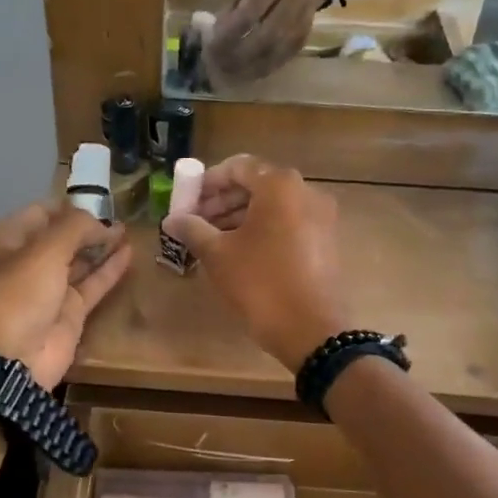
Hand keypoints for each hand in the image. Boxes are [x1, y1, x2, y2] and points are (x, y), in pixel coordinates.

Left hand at [0, 202, 131, 387]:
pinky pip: (92, 284)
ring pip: (79, 260)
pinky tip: (130, 253)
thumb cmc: (18, 296)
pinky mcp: (69, 312)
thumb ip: (75, 228)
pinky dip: (110, 269)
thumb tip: (101, 223)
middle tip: (121, 214)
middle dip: (88, 226)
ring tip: (129, 230)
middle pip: (62, 236)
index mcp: (6, 240)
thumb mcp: (44, 251)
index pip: (41, 212)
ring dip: (102, 245)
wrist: (11, 361)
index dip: (70, 205)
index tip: (101, 200)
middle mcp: (25, 261)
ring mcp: (48, 288)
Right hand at [161, 155, 348, 371]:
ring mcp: (321, 217)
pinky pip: (288, 224)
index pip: (237, 167)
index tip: (186, 203)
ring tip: (212, 241)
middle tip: (196, 223)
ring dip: (240, 217)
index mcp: (280, 185)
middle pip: (256, 185)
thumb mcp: (218, 254)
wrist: (311, 330)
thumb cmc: (260, 283)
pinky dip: (262, 230)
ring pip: (273, 207)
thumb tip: (171, 219)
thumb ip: (193, 229)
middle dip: (222, 201)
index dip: (206, 183)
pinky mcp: (326, 241)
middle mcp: (306, 192)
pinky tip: (240, 253)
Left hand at [205, 0, 326, 84]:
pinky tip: (245, 74)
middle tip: (216, 63)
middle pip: (262, 37)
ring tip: (226, 73)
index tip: (211, 44)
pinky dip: (260, 70)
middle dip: (236, 54)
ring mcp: (300, 25)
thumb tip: (216, 32)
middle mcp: (293, 4)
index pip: (250, 14)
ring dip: (247, 67)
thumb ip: (235, 4)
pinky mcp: (302, 41)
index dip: (229, 33)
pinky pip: (280, 60)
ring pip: (272, 53)